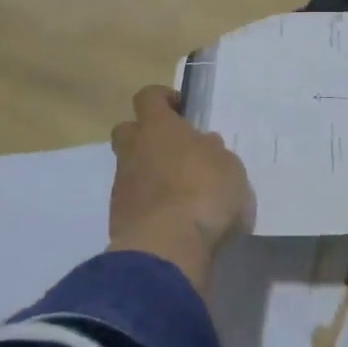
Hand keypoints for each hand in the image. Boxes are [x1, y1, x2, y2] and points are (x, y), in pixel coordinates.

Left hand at [108, 85, 253, 286]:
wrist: (167, 249)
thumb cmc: (205, 195)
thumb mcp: (229, 167)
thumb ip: (214, 152)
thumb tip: (203, 144)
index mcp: (159, 128)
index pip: (149, 97)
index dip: (163, 98)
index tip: (181, 109)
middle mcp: (134, 150)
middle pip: (128, 129)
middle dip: (147, 134)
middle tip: (176, 149)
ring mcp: (122, 185)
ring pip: (131, 167)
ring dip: (150, 172)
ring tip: (180, 190)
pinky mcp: (118, 217)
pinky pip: (133, 198)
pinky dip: (148, 202)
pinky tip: (172, 216)